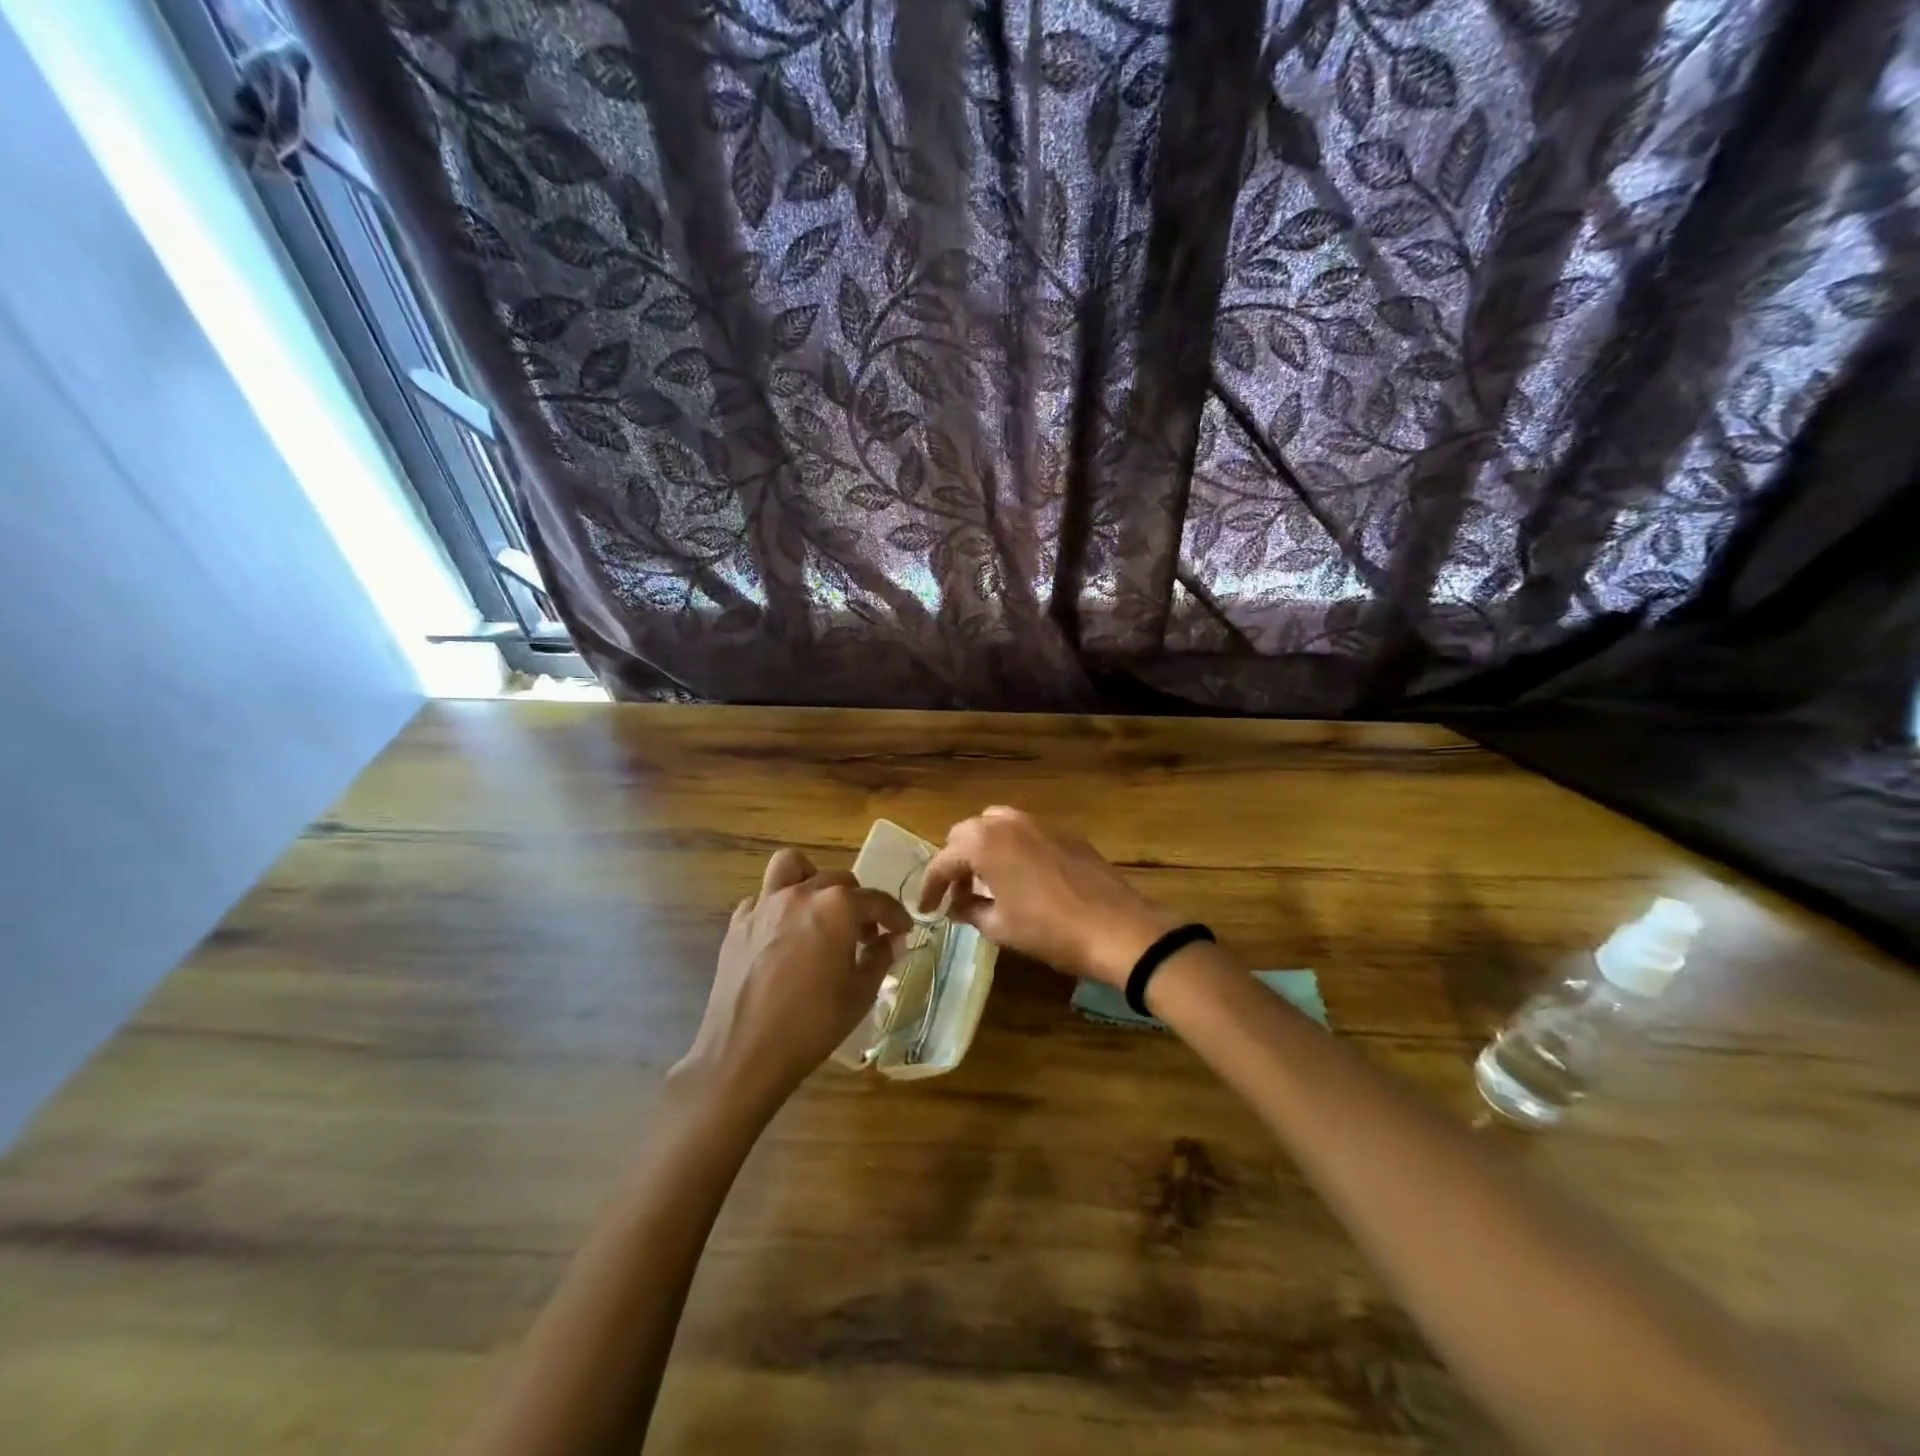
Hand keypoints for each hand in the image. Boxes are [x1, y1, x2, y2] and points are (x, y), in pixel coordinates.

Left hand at [675, 849, 910, 1110]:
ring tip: (818, 909)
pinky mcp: (737, 924)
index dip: (895, 915)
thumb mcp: (860, 995)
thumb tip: (893, 940)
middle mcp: (801, 894)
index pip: (876, 900)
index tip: (903, 930)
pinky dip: (777, 908)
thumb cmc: (812, 1025)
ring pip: (791, 867)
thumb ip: (880, 958)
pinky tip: (783, 936)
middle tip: (864, 934)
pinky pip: (761, 900)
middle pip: (838, 880)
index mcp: (837, 908)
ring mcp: (764, 905)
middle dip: (858, 902)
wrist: (744, 1054)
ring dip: (811, 879)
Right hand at [918, 808, 1175, 985]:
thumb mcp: (1001, 927)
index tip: (926, 908)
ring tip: (986, 882)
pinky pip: (1024, 832)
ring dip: (983, 849)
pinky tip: (1019, 877)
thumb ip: (970, 910)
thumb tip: (956, 905)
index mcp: (984, 843)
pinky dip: (1011, 848)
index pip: (943, 860)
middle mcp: (1007, 822)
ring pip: (996, 825)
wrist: (1116, 928)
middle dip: (955, 862)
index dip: (930, 886)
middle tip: (956, 894)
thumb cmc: (1050, 930)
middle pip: (966, 833)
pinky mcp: (1064, 832)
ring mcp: (1039, 822)